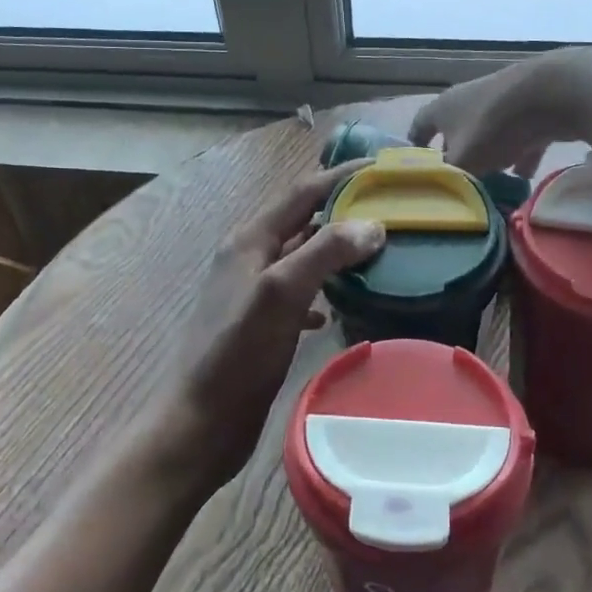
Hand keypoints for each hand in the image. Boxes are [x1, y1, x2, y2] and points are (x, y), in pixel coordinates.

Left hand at [157, 164, 384, 493]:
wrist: (201, 422)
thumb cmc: (237, 354)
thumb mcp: (280, 294)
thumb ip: (324, 252)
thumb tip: (373, 223)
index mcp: (250, 240)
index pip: (302, 192)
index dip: (342, 176)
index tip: (384, 169)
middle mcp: (250, 258)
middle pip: (303, 220)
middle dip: (344, 210)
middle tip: (391, 209)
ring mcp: (253, 292)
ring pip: (303, 257)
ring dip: (337, 249)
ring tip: (379, 250)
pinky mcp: (261, 324)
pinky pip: (299, 294)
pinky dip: (324, 290)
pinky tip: (342, 305)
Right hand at [409, 46, 591, 176]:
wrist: (553, 93)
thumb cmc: (494, 127)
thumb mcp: (464, 162)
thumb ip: (450, 178)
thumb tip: (443, 190)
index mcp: (443, 108)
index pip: (419, 126)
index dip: (415, 148)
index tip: (415, 168)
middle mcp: (468, 99)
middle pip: (455, 131)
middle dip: (457, 156)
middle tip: (458, 182)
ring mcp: (502, 101)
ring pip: (489, 134)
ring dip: (490, 156)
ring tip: (492, 183)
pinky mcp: (532, 107)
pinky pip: (521, 135)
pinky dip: (522, 153)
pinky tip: (527, 175)